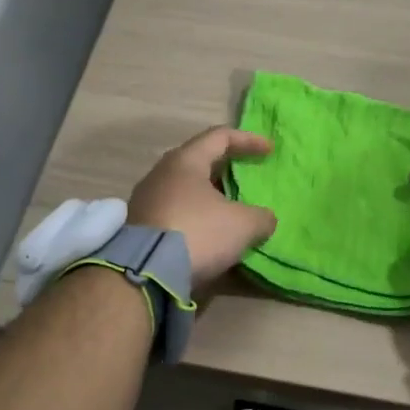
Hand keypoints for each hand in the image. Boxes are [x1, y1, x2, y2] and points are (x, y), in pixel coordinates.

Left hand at [129, 127, 277, 292]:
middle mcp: (161, 174)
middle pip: (199, 162)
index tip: (269, 151)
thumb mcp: (243, 225)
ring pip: (186, 190)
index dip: (248, 140)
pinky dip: (196, 218)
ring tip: (230, 213)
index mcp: (185, 161)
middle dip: (227, 170)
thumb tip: (264, 219)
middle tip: (247, 181)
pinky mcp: (139, 227)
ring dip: (210, 198)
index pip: (220, 137)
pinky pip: (175, 213)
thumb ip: (261, 217)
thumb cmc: (198, 233)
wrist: (145, 273)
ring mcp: (146, 200)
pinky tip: (209, 236)